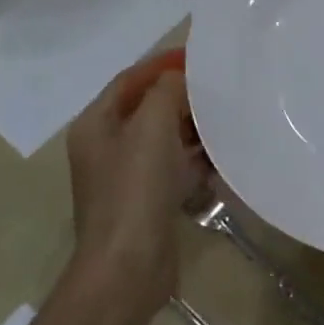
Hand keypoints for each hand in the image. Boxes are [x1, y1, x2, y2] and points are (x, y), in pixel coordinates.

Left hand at [64, 57, 206, 323]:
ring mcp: (126, 178)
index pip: (129, 80)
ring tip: (228, 122)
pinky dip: (194, 161)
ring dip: (192, 130)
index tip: (198, 57)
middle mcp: (106, 147)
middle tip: (220, 91)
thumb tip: (178, 77)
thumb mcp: (150, 126)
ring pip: (163, 140)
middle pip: (147, 109)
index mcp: (96, 124)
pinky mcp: (147, 202)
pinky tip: (222, 159)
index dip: (161, 65)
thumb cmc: (135, 189)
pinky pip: (173, 169)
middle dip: (182, 99)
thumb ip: (166, 91)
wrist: (129, 267)